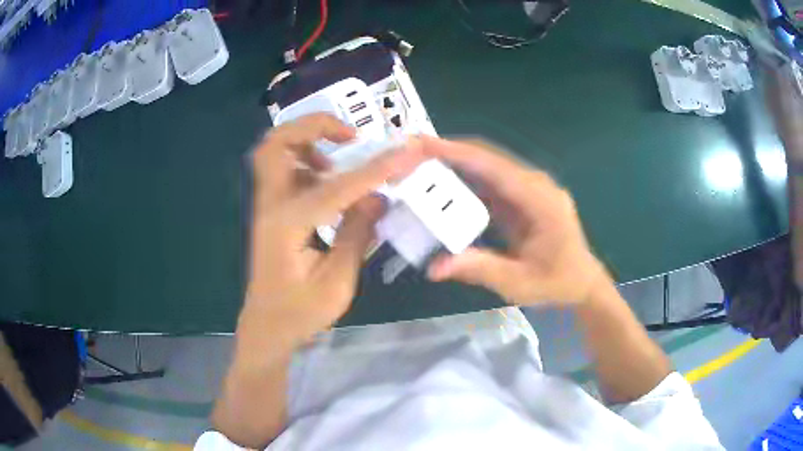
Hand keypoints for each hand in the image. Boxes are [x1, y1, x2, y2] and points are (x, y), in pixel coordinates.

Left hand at [241, 114, 424, 357]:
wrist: (267, 327)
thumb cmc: (300, 313)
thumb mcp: (337, 283)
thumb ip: (356, 235)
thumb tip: (378, 198)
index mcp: (287, 225)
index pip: (335, 187)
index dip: (374, 170)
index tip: (404, 154)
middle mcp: (271, 206)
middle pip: (276, 144)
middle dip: (313, 126)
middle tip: (348, 136)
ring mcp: (267, 207)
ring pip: (274, 151)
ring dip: (307, 142)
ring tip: (340, 155)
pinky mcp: (271, 212)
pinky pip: (283, 170)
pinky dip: (306, 162)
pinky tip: (328, 180)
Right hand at [423, 137, 606, 306]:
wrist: (582, 282)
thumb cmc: (557, 283)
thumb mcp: (518, 283)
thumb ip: (479, 270)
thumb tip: (434, 267)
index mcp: (540, 199)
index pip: (495, 167)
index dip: (459, 153)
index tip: (424, 144)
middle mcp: (536, 185)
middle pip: (489, 158)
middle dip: (450, 152)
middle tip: (413, 152)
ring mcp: (530, 188)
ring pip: (489, 166)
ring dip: (456, 163)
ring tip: (420, 163)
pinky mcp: (523, 196)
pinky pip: (491, 181)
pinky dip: (466, 179)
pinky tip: (443, 183)